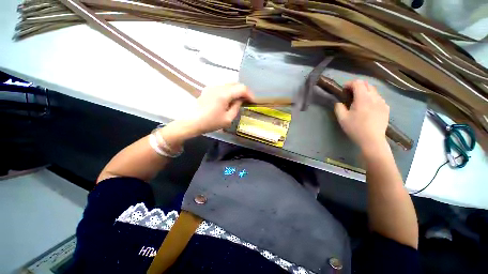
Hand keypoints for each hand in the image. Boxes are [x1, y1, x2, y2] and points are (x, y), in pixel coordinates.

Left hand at [185, 83, 253, 134]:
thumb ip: (236, 107)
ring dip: (236, 91)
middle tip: (247, 100)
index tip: (253, 101)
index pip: (241, 88)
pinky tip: (229, 99)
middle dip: (243, 91)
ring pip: (229, 84)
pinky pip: (222, 87)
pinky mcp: (208, 89)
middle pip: (235, 84)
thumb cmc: (211, 122)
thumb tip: (240, 100)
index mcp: (224, 94)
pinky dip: (229, 91)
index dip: (249, 94)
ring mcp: (212, 86)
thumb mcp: (228, 119)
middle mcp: (218, 86)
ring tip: (239, 100)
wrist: (192, 122)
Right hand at [334, 80, 389, 153]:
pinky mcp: (386, 108)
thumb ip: (338, 107)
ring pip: (374, 91)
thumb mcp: (342, 118)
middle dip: (358, 85)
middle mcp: (374, 97)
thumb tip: (339, 102)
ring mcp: (382, 102)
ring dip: (365, 91)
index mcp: (363, 98)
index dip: (350, 83)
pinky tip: (368, 106)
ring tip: (359, 99)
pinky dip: (372, 98)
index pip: (358, 83)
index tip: (344, 89)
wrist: (372, 140)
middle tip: (350, 93)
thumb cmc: (355, 128)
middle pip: (367, 84)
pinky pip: (379, 98)